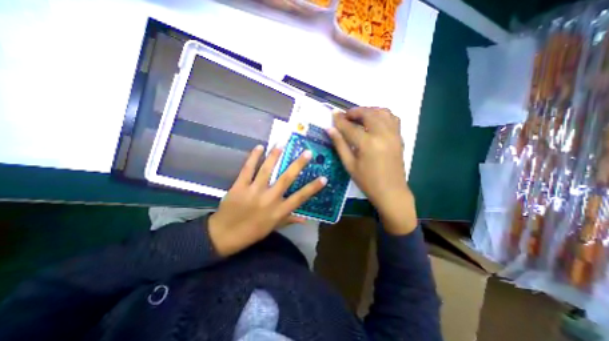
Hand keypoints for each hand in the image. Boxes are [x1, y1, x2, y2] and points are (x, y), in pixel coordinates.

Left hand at [207, 145, 325, 256]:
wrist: (224, 235)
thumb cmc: (252, 232)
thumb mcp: (273, 227)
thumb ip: (289, 220)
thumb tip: (305, 219)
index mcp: (278, 211)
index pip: (300, 198)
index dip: (313, 188)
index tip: (324, 178)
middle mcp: (269, 199)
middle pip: (286, 179)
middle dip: (298, 165)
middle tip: (307, 152)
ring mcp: (254, 191)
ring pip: (267, 170)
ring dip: (275, 156)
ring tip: (282, 144)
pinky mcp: (239, 186)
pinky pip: (248, 169)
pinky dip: (253, 157)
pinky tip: (259, 147)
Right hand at [331, 106, 415, 234]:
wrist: (391, 192)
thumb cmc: (367, 182)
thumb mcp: (349, 165)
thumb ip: (340, 145)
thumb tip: (330, 129)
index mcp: (368, 144)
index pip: (350, 127)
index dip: (340, 120)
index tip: (333, 113)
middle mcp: (382, 134)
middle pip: (368, 114)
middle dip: (354, 112)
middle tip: (345, 116)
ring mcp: (394, 134)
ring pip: (382, 112)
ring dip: (369, 110)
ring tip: (359, 117)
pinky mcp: (399, 137)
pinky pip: (392, 118)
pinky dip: (382, 115)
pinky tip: (374, 121)